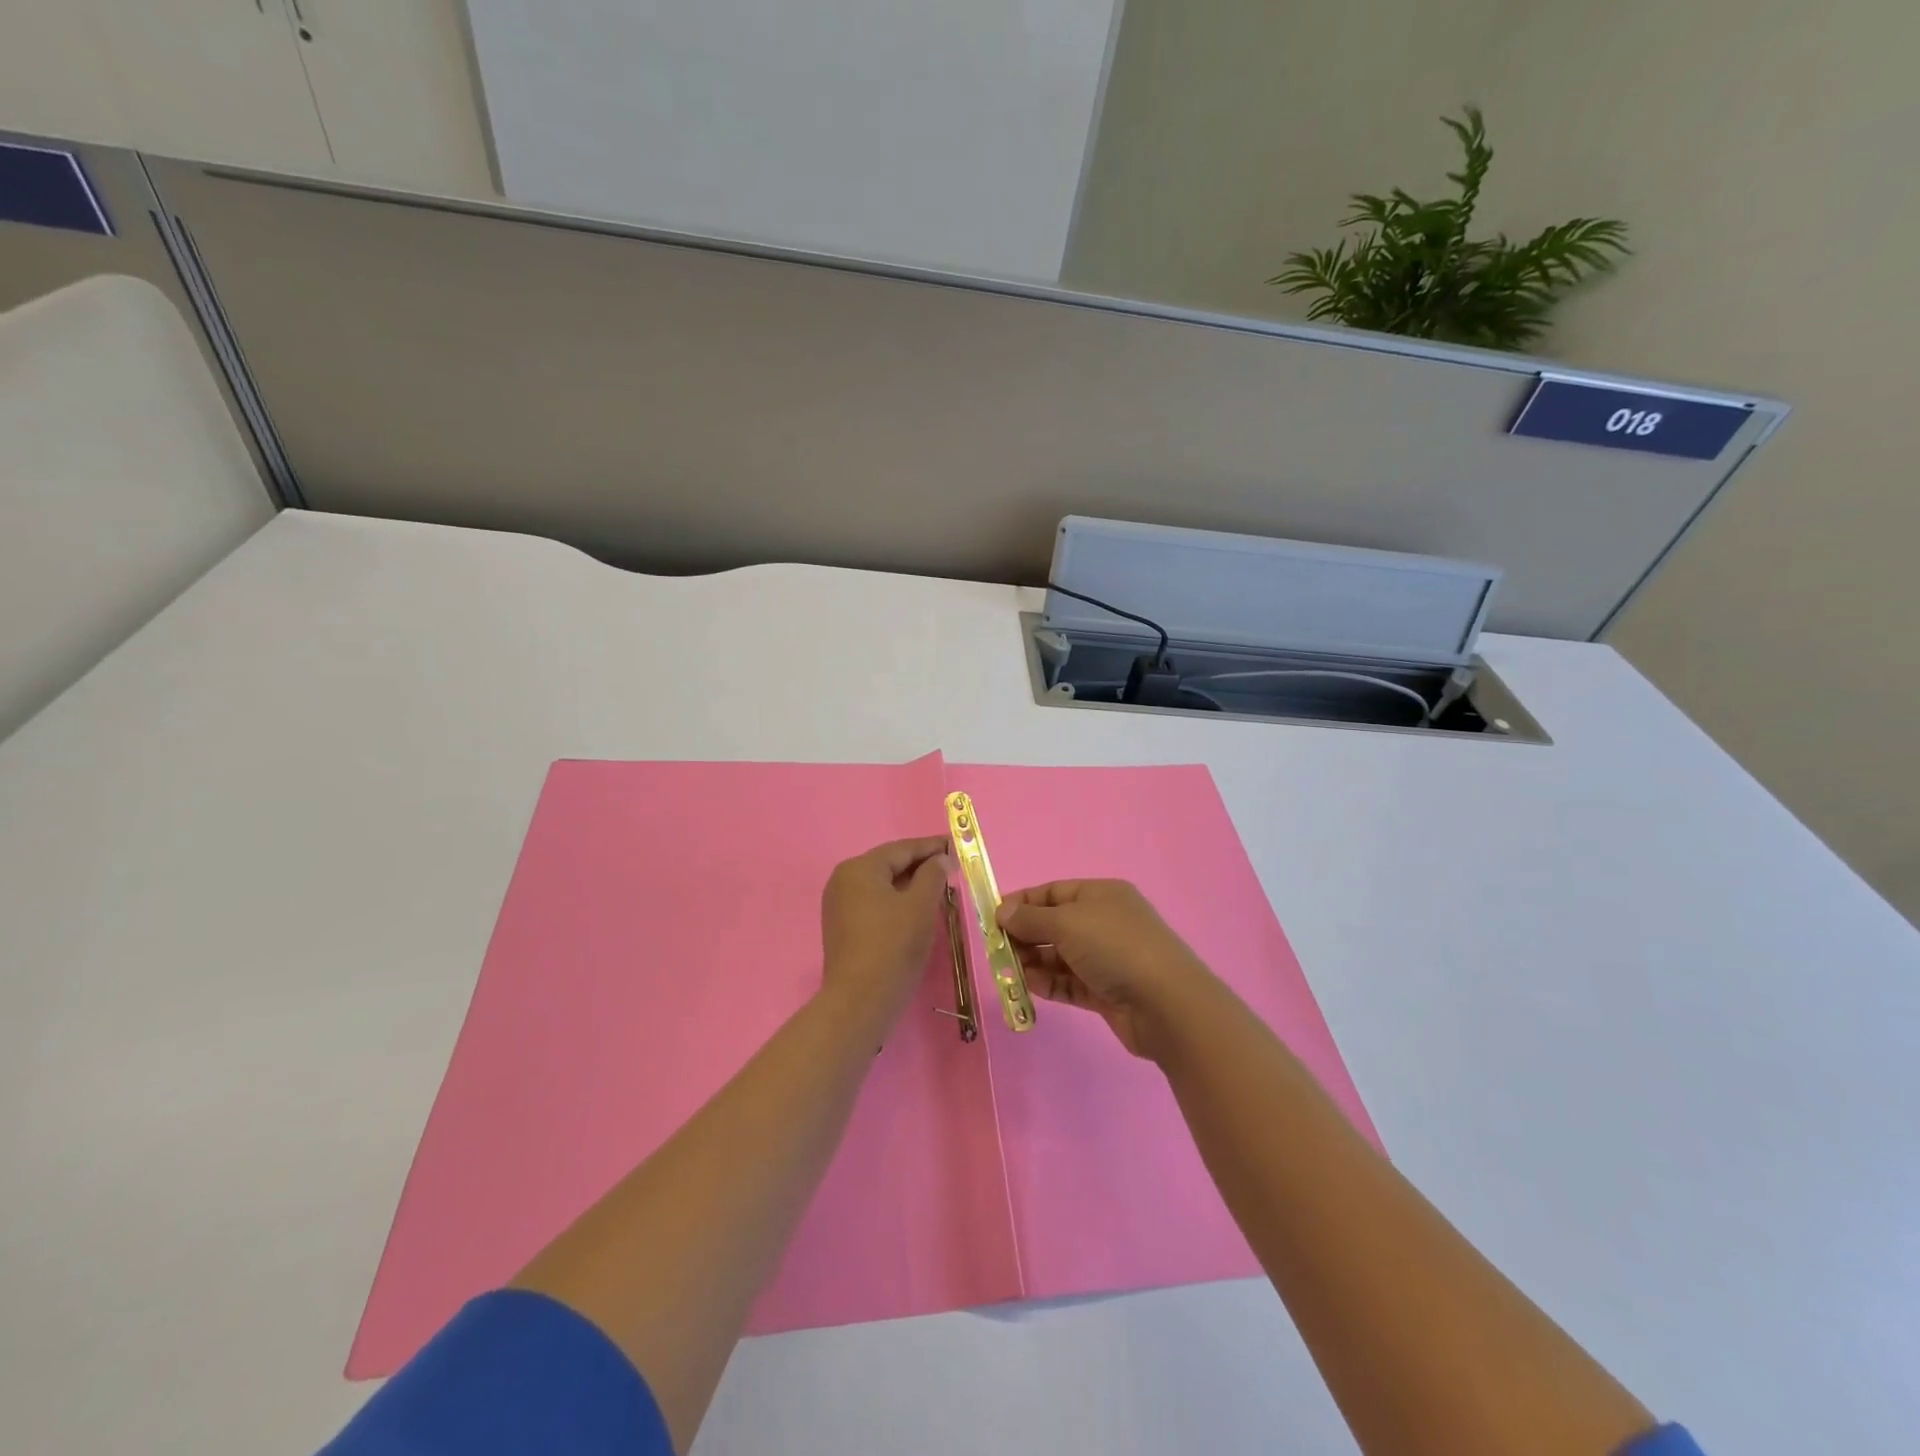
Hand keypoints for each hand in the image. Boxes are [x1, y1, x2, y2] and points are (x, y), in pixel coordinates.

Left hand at [820, 836, 950, 1028]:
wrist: (860, 1001)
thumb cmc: (893, 946)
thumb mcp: (920, 906)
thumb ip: (933, 875)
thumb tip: (940, 859)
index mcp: (859, 868)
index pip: (902, 849)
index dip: (931, 847)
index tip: (956, 846)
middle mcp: (843, 880)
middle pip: (889, 864)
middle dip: (921, 865)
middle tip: (951, 867)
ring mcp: (839, 905)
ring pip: (882, 885)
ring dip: (910, 884)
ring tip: (939, 886)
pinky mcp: (842, 927)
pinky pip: (874, 903)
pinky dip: (896, 901)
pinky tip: (916, 908)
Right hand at [996, 880, 1217, 1059]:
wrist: (1167, 1004)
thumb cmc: (1115, 947)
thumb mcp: (1067, 923)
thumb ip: (1031, 919)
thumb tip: (1002, 912)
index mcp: (1101, 895)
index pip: (1053, 892)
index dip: (1022, 903)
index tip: (993, 918)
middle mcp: (1104, 922)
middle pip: (1054, 924)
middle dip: (1024, 935)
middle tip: (996, 950)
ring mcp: (1107, 958)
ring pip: (1060, 956)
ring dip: (1033, 961)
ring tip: (1008, 971)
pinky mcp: (1106, 991)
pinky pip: (1069, 982)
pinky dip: (1049, 983)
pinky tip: (1029, 986)